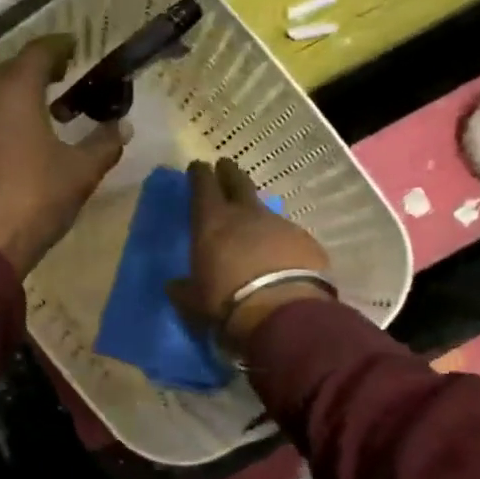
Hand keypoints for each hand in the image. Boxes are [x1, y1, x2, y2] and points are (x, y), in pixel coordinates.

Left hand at [0, 36, 124, 274]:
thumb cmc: (34, 199)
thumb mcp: (80, 172)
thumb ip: (104, 143)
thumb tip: (123, 126)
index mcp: (14, 91)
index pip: (38, 51)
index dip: (59, 46)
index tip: (76, 49)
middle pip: (10, 69)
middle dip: (37, 70)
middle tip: (62, 80)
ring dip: (15, 95)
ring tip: (40, 112)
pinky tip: (12, 141)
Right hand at [171, 158, 330, 348]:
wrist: (282, 312)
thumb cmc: (226, 301)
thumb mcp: (194, 299)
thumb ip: (183, 289)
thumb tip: (174, 286)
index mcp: (212, 221)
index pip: (203, 186)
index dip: (199, 174)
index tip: (198, 166)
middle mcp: (246, 214)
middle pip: (238, 182)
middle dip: (229, 172)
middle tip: (225, 166)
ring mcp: (279, 224)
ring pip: (265, 209)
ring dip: (256, 212)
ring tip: (254, 223)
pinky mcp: (305, 241)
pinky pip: (288, 235)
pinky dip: (281, 240)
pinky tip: (281, 255)